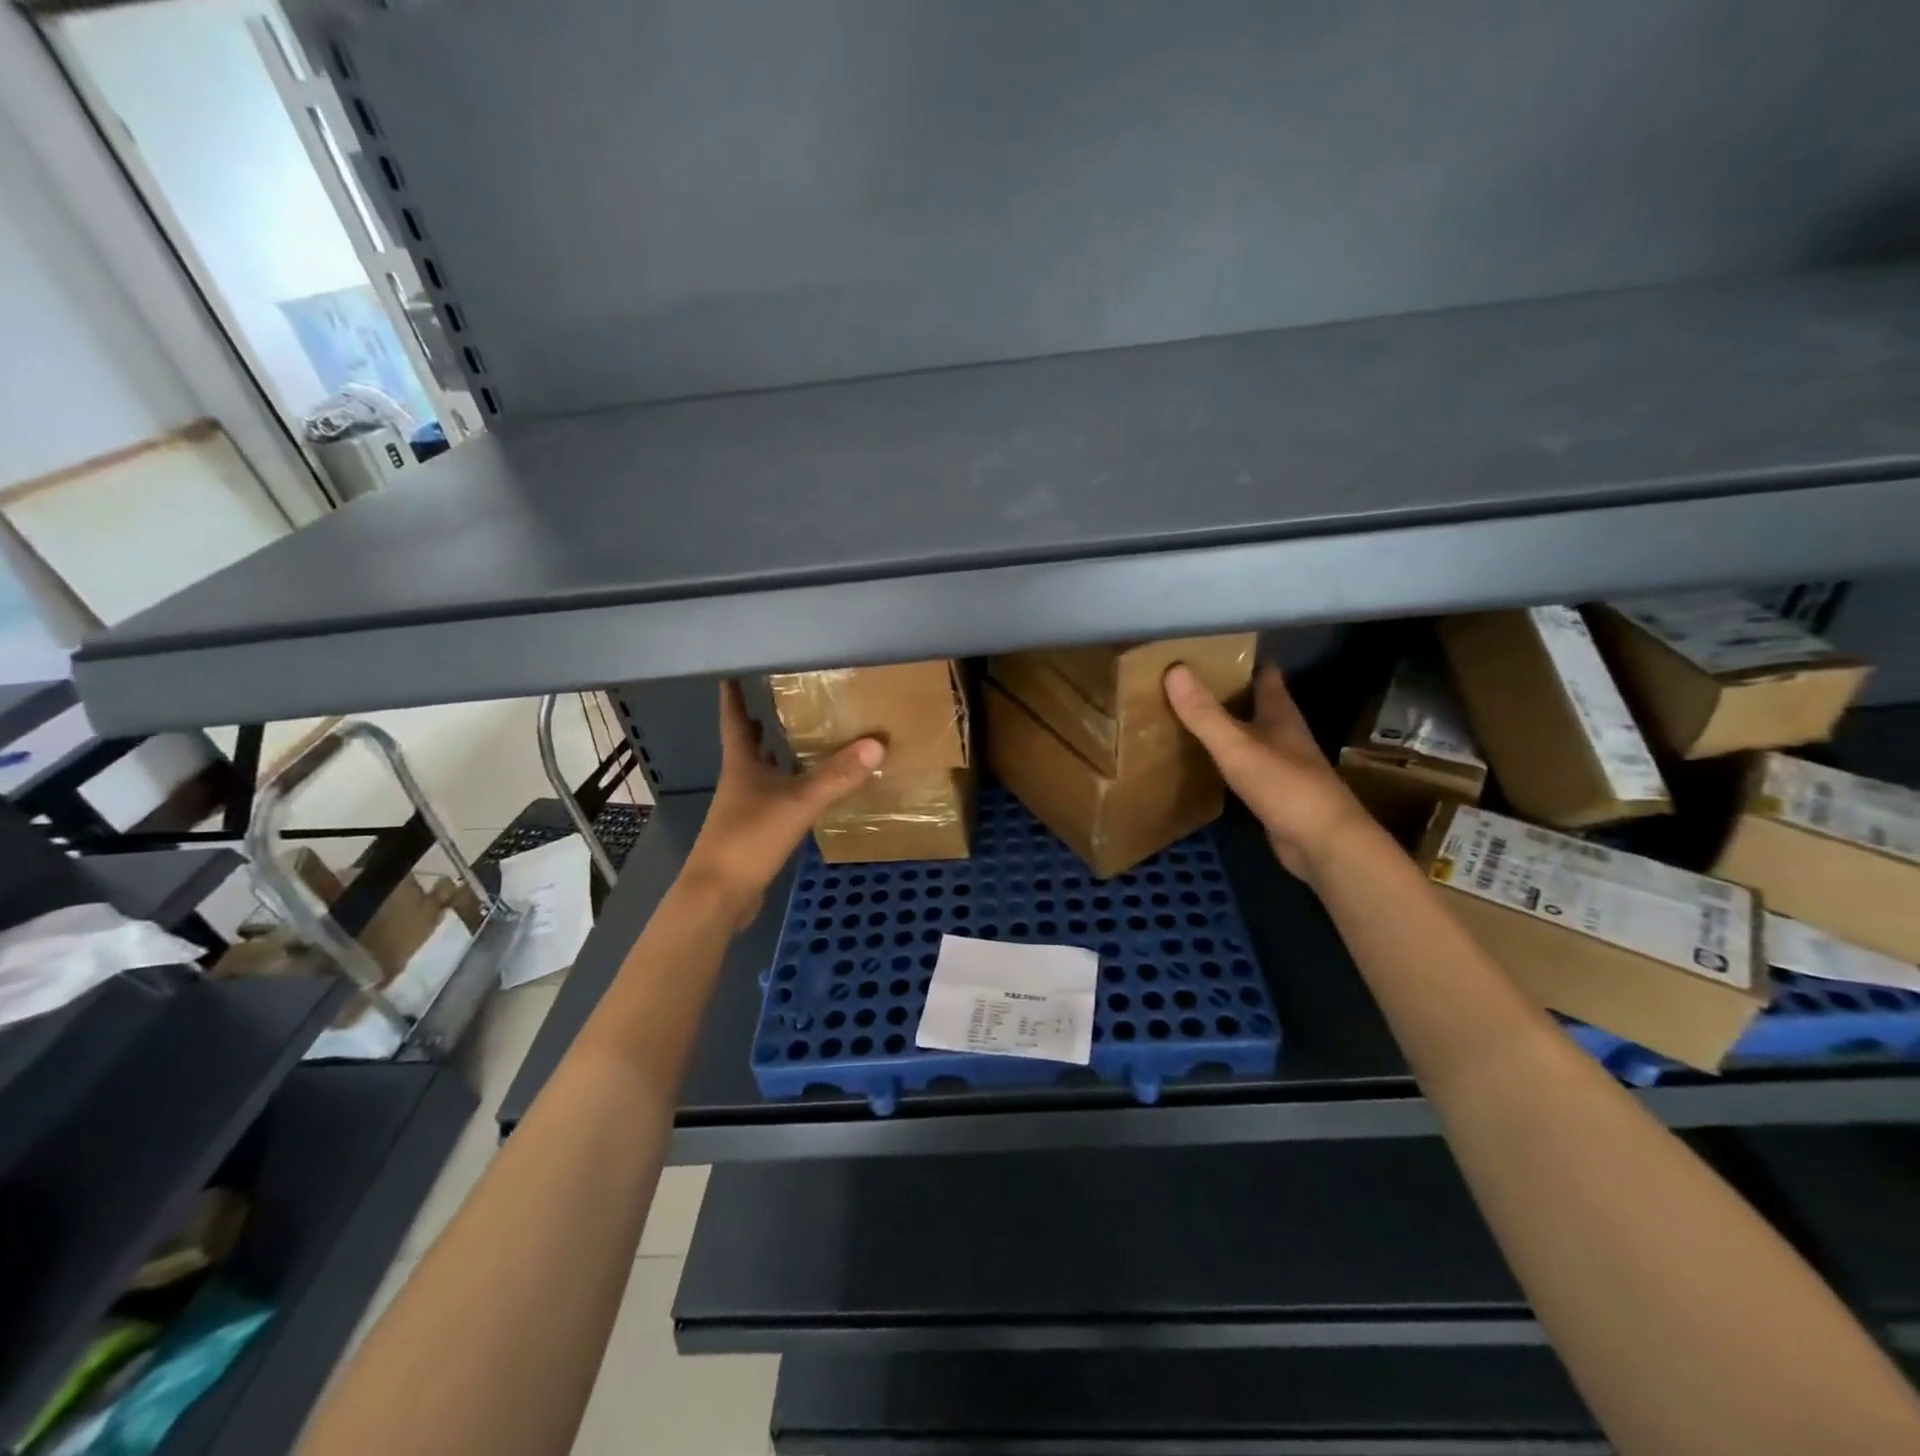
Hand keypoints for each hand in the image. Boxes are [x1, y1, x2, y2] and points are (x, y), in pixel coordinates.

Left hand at [683, 681, 884, 927]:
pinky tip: (808, 790)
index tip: (734, 670)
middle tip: (781, 699)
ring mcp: (745, 809)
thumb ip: (836, 777)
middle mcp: (740, 782)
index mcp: (741, 766)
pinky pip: (775, 799)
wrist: (719, 897)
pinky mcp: (753, 833)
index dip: (734, 695)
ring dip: (777, 755)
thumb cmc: (749, 840)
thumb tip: (876, 745)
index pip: (736, 720)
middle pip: (748, 745)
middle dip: (760, 722)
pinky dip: (789, 787)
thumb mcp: (797, 804)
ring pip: (762, 772)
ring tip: (802, 738)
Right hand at [1163, 662, 1372, 881]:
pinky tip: (1204, 762)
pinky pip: (1246, 765)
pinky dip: (1226, 758)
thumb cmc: (1285, 786)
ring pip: (1251, 734)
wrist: (1323, 843)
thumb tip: (1174, 669)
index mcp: (1281, 714)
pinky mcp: (1275, 792)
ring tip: (1188, 717)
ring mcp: (1282, 764)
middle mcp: (1284, 734)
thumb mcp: (1237, 746)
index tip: (1211, 651)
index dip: (1243, 660)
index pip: (1265, 675)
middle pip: (1257, 703)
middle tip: (1187, 683)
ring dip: (1226, 726)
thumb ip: (1205, 712)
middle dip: (1228, 692)